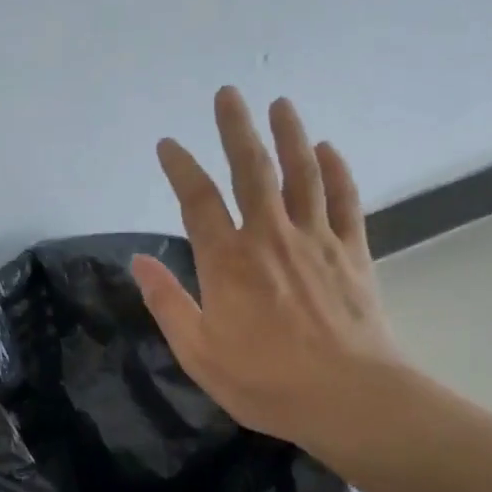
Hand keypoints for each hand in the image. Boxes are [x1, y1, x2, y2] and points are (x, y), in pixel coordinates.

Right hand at [131, 87, 405, 465]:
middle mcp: (270, 237)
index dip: (181, 167)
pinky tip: (329, 150)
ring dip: (289, 135)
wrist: (350, 397)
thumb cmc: (265, 381)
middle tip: (229, 93)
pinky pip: (345, 201)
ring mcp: (316, 240)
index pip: (198, 200)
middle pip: (251, 170)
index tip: (168, 144)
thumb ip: (168, 302)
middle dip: (237, 129)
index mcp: (228, 262)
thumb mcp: (199, 353)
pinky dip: (336, 171)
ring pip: (301, 174)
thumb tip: (139, 261)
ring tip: (280, 103)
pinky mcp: (352, 253)